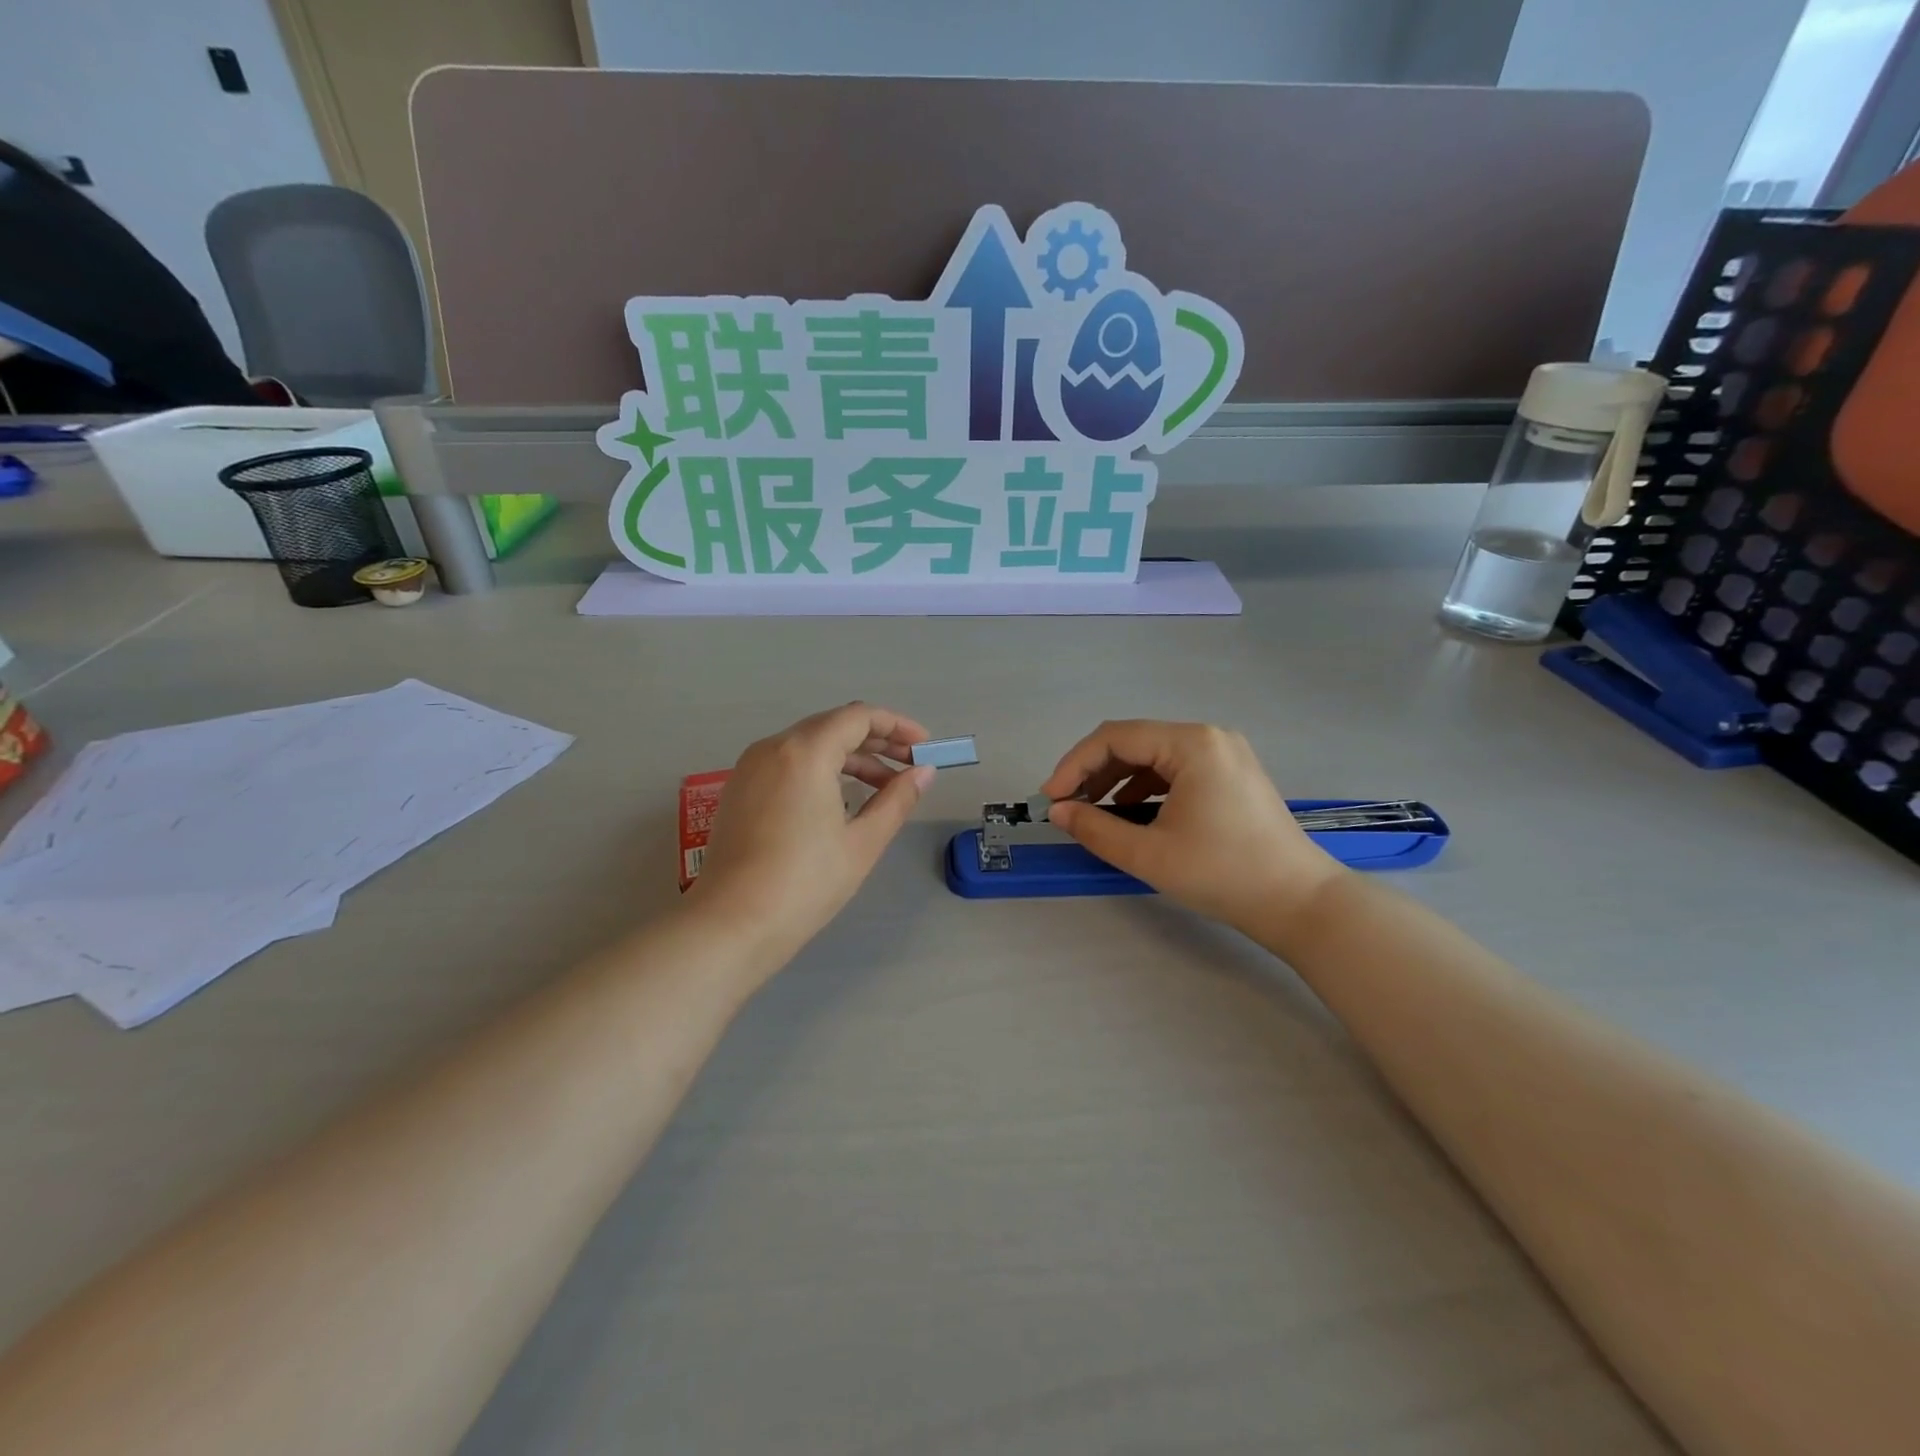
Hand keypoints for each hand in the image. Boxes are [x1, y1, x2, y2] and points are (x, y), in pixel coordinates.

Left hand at [689, 703, 933, 965]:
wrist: (732, 924)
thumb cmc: (805, 883)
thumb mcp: (862, 842)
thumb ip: (897, 799)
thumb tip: (924, 772)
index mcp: (805, 752)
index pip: (858, 716)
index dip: (896, 726)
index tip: (923, 746)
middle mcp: (773, 747)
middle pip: (833, 725)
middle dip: (876, 741)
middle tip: (909, 766)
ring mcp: (750, 767)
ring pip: (809, 744)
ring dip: (849, 757)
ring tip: (883, 788)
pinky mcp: (739, 789)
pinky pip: (788, 762)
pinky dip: (821, 769)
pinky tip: (841, 800)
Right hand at [1039, 721, 1342, 933]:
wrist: (1299, 903)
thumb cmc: (1223, 874)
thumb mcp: (1149, 854)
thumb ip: (1095, 828)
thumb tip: (1058, 812)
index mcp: (1191, 744)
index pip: (1115, 737)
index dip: (1074, 765)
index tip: (1051, 799)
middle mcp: (1208, 737)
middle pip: (1134, 741)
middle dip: (1094, 771)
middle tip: (1067, 806)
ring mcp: (1224, 754)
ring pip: (1153, 755)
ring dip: (1117, 779)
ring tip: (1092, 811)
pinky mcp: (1231, 774)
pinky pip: (1175, 769)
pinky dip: (1145, 786)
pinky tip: (1130, 812)